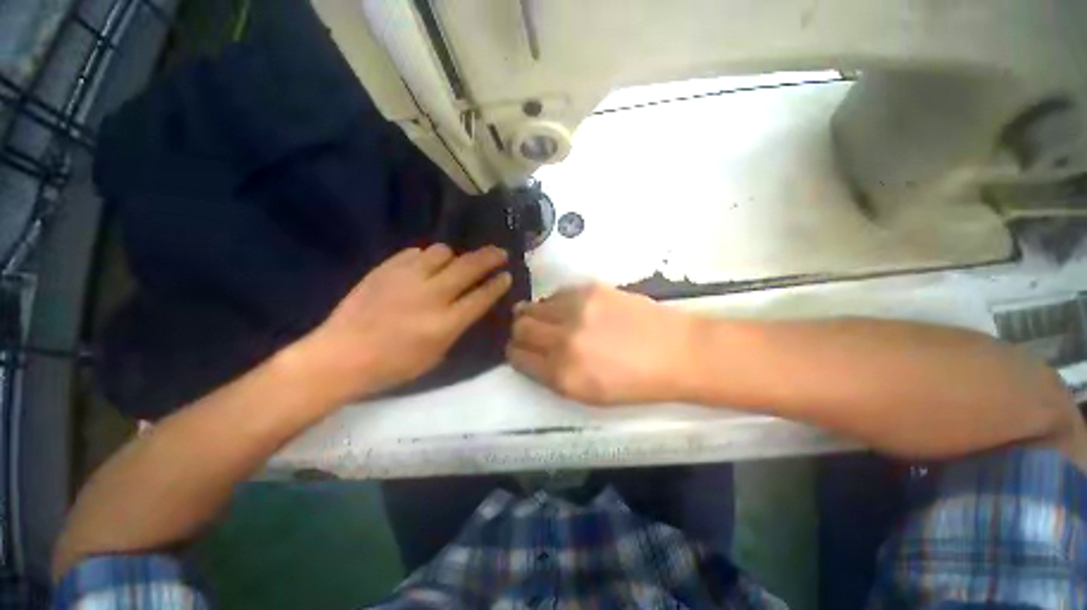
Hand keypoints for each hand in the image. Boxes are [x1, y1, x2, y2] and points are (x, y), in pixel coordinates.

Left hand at [296, 244, 511, 401]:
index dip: (498, 284)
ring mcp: (407, 278)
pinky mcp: (386, 268)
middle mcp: (432, 295)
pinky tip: (424, 266)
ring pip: (442, 252)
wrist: (342, 355)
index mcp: (446, 323)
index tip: (507, 275)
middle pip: (469, 267)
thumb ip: (456, 327)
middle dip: (490, 257)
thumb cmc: (393, 365)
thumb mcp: (436, 355)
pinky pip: (415, 253)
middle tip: (500, 252)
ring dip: (454, 257)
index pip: (482, 296)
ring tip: (453, 263)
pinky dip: (426, 258)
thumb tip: (469, 305)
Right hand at [507, 285, 696, 404]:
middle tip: (530, 333)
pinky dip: (554, 303)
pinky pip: (555, 294)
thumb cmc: (635, 383)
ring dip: (533, 314)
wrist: (676, 352)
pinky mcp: (589, 289)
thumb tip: (531, 354)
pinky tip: (568, 309)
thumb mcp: (588, 395)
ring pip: (533, 306)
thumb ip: (553, 376)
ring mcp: (576, 310)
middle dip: (520, 332)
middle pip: (520, 328)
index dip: (515, 353)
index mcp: (563, 374)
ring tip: (546, 319)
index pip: (517, 357)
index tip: (520, 350)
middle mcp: (563, 340)